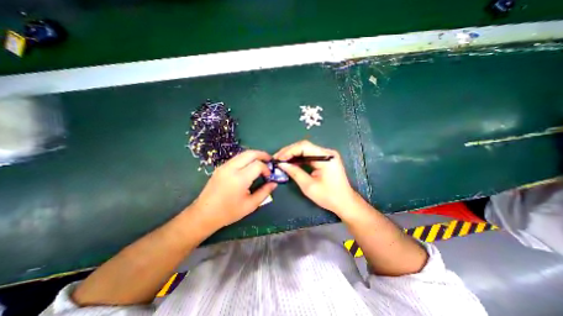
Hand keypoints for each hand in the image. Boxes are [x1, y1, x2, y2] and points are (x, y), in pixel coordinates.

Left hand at [189, 149, 276, 230]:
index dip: (266, 168)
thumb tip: (274, 183)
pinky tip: (250, 166)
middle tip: (270, 160)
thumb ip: (264, 192)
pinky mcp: (220, 167)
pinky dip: (246, 158)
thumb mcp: (250, 205)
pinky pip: (237, 158)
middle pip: (250, 153)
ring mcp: (224, 166)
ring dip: (254, 155)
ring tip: (262, 162)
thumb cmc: (229, 212)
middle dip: (262, 154)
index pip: (257, 165)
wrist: (204, 214)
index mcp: (239, 179)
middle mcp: (231, 168)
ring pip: (243, 154)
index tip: (269, 176)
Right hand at [275, 141, 357, 216]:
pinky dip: (298, 159)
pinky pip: (308, 156)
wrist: (345, 202)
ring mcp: (326, 155)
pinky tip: (290, 162)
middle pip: (304, 146)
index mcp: (326, 157)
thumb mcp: (309, 186)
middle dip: (289, 152)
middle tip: (277, 158)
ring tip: (281, 160)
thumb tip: (281, 164)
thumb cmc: (329, 196)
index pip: (304, 146)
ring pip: (305, 150)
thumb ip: (295, 172)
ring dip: (292, 155)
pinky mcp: (324, 160)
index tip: (278, 159)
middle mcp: (326, 152)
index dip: (289, 151)